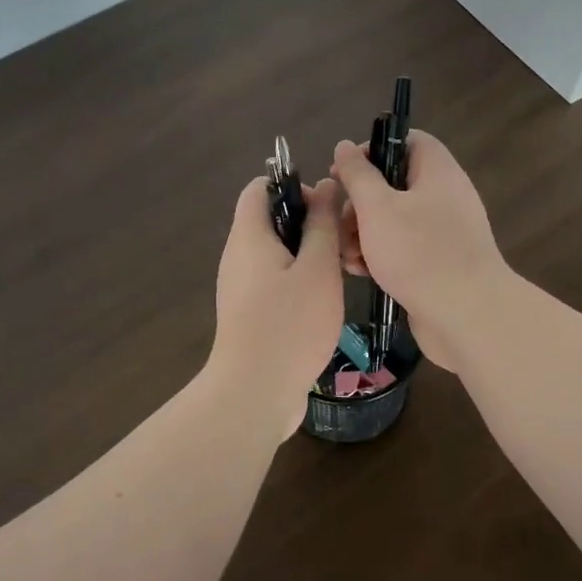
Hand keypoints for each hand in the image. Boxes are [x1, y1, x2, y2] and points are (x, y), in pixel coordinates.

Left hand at [207, 175, 343, 439]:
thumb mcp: (317, 269)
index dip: (294, 186)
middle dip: (308, 224)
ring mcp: (242, 288)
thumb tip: (325, 186)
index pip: (260, 187)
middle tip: (342, 244)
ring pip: (277, 254)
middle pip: (270, 220)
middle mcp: (239, 257)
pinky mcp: (250, 315)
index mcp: (249, 237)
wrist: (254, 393)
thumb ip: (322, 225)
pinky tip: (325, 303)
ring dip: (309, 256)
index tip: (327, 209)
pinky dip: (300, 282)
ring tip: (340, 274)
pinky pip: (275, 282)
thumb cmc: (290, 325)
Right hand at [331, 131, 509, 372]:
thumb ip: (358, 174)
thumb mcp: (377, 207)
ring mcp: (443, 233)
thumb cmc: (418, 252)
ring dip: (363, 234)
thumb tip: (344, 146)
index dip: (372, 150)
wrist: (465, 315)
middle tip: (340, 223)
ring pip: (394, 221)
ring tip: (345, 255)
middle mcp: (444, 197)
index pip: (407, 141)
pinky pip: (403, 249)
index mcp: (437, 171)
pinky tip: (360, 272)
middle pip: (394, 184)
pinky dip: (379, 256)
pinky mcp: (437, 264)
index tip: (343, 172)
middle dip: (359, 203)